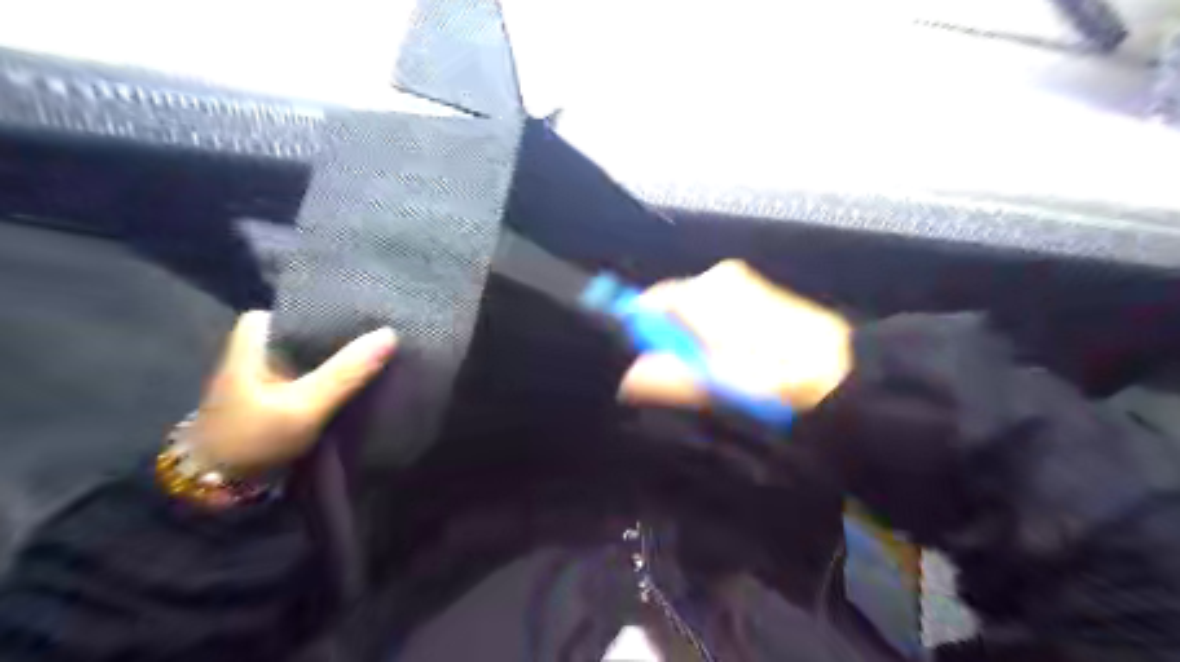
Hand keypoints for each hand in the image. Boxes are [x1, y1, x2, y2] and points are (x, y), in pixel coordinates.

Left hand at [186, 311, 397, 473]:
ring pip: (321, 346)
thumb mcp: (304, 406)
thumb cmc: (253, 439)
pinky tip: (368, 371)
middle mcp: (266, 340)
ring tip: (388, 348)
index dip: (345, 309)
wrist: (219, 487)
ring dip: (349, 352)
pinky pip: (321, 366)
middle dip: (351, 331)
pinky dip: (342, 369)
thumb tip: (391, 334)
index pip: (310, 304)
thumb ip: (347, 371)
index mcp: (258, 333)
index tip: (380, 313)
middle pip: (318, 325)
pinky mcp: (285, 385)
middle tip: (391, 331)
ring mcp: (275, 364)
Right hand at [621, 261, 852, 411]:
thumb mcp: (720, 384)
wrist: (850, 375)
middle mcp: (720, 279)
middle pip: (671, 313)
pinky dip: (715, 345)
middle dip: (670, 348)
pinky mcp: (757, 300)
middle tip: (687, 384)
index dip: (640, 337)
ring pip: (694, 320)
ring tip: (716, 381)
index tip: (647, 371)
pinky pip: (716, 322)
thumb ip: (668, 380)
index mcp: (707, 290)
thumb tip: (629, 380)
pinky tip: (735, 370)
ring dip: (695, 351)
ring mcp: (741, 287)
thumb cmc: (781, 377)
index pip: (648, 303)